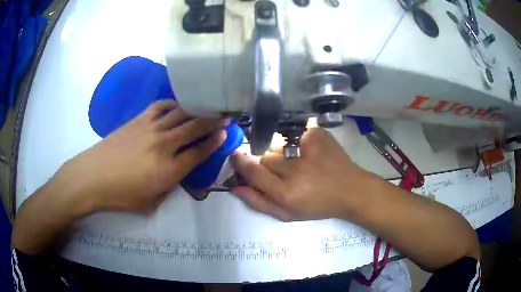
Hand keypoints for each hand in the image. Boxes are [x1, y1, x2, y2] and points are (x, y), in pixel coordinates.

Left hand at [53, 100, 226, 214]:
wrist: (92, 177)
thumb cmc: (120, 195)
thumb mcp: (149, 203)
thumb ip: (168, 189)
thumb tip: (176, 175)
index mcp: (168, 171)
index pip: (199, 153)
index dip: (214, 143)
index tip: (225, 134)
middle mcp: (163, 146)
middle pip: (194, 128)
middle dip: (214, 121)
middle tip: (226, 115)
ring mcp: (150, 128)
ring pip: (181, 113)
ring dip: (197, 109)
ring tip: (208, 106)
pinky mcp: (139, 119)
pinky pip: (161, 106)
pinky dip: (173, 104)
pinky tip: (178, 105)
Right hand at [231, 128, 378, 220]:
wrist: (350, 189)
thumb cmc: (318, 205)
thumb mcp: (288, 214)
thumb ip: (259, 202)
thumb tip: (236, 187)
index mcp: (287, 192)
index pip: (253, 171)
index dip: (241, 163)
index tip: (236, 156)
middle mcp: (295, 168)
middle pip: (264, 156)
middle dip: (266, 162)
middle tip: (281, 169)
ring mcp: (307, 147)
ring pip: (277, 144)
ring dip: (280, 151)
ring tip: (297, 160)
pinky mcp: (316, 134)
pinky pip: (295, 133)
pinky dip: (297, 141)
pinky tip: (308, 151)